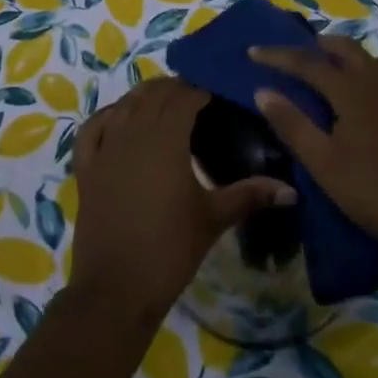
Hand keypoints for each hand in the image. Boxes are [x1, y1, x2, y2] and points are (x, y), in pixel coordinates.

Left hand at [69, 76, 293, 320]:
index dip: (202, 89)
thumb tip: (292, 190)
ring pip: (124, 104)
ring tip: (165, 102)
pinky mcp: (85, 168)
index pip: (185, 96)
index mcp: (166, 138)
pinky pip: (92, 128)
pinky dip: (107, 115)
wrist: (116, 289)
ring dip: (145, 96)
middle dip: (176, 88)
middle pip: (154, 94)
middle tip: (199, 98)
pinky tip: (118, 118)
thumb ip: (250, 195)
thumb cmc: (170, 250)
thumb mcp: (213, 218)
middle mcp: (133, 132)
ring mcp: (105, 148)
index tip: (220, 92)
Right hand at [250, 35, 377, 258]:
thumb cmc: (370, 189)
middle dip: (318, 46)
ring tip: (336, 68)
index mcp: (351, 89)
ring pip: (374, 58)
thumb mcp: (322, 162)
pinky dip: (375, 74)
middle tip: (297, 53)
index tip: (253, 51)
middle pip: (345, 48)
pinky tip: (372, 96)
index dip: (278, 55)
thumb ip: (291, 123)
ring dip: (350, 56)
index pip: (307, 62)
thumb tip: (262, 91)